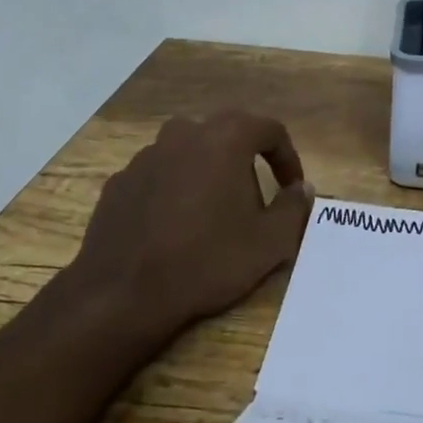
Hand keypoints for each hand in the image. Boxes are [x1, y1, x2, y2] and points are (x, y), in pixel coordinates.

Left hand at [68, 110, 314, 333]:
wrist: (124, 292)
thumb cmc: (206, 261)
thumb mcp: (269, 243)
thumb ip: (294, 208)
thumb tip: (301, 189)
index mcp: (224, 139)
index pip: (269, 130)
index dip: (287, 157)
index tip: (291, 188)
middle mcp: (184, 134)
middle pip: (227, 134)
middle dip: (247, 160)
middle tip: (255, 199)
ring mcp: (146, 155)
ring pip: (190, 152)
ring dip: (208, 172)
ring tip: (213, 213)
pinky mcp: (121, 180)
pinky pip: (160, 174)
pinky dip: (175, 189)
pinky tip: (175, 225)